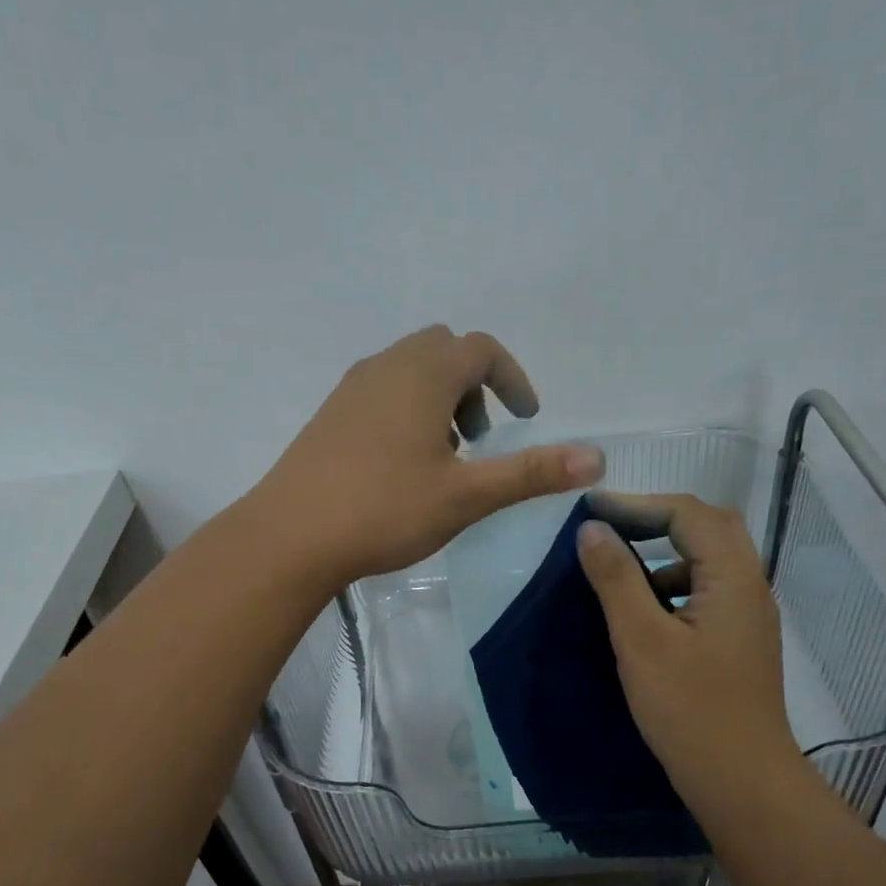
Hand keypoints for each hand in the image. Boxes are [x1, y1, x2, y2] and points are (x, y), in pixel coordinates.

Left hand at [251, 327, 604, 588]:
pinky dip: (408, 409)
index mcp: (422, 375)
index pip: (481, 349)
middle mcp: (385, 367)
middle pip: (443, 350)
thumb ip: (531, 472)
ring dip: (440, 398)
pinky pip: (381, 391)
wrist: (290, 537)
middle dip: (474, 385)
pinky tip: (403, 465)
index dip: (513, 378)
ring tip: (446, 456)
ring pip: (409, 370)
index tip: (527, 417)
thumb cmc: (384, 510)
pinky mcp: (330, 416)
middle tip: (481, 437)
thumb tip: (596, 457)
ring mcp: (351, 389)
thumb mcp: (467, 495)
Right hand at [576, 492, 802, 809]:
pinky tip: (647, 611)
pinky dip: (675, 583)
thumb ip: (616, 578)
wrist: (741, 781)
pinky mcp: (740, 640)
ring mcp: (749, 615)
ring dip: (667, 551)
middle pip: (709, 527)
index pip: (688, 514)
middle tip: (610, 526)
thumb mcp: (641, 640)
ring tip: (621, 567)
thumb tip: (592, 528)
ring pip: (710, 558)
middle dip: (657, 519)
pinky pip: (709, 589)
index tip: (590, 510)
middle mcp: (750, 586)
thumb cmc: (689, 709)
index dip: (637, 503)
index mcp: (733, 577)